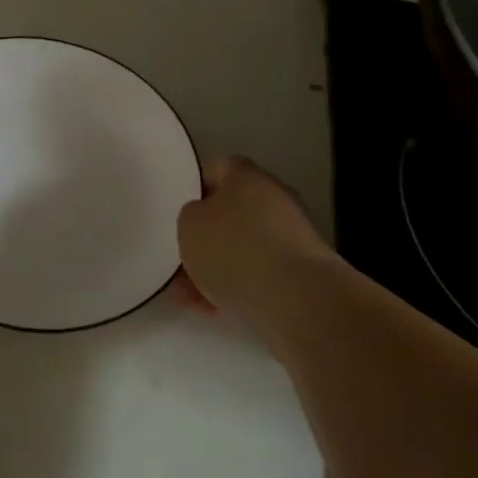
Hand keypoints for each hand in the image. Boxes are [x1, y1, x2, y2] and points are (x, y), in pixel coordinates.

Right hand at [177, 156, 331, 335]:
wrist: (297, 300)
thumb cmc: (235, 250)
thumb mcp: (189, 225)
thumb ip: (190, 216)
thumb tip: (203, 219)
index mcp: (246, 175)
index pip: (216, 169)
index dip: (194, 188)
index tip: (178, 213)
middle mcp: (272, 198)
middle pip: (230, 212)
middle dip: (205, 237)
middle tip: (181, 258)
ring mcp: (290, 236)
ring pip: (242, 247)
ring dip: (217, 267)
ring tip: (189, 295)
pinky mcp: (299, 272)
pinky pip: (258, 273)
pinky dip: (237, 286)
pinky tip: (213, 308)